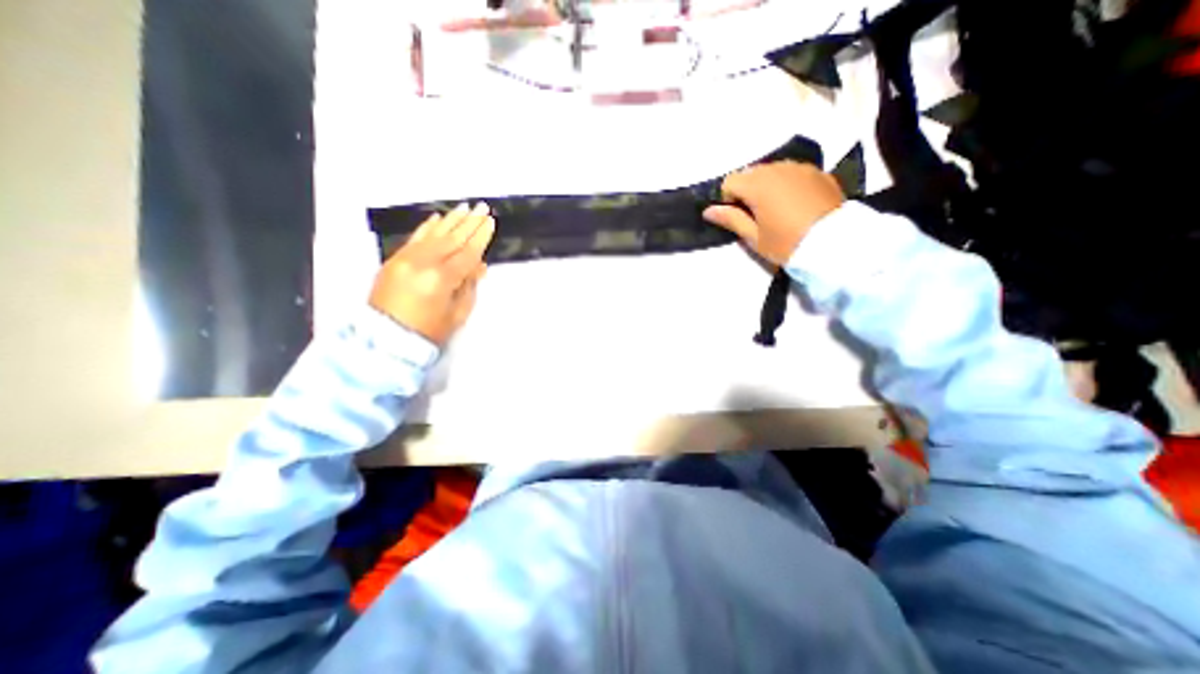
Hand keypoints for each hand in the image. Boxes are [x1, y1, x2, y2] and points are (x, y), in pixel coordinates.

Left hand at [369, 200, 494, 346]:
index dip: (480, 237)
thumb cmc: (429, 332)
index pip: (467, 253)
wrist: (386, 339)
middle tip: (482, 207)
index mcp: (442, 279)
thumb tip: (479, 266)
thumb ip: (469, 286)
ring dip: (452, 220)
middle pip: (452, 238)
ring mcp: (406, 259)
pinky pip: (414, 238)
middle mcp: (423, 263)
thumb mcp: (457, 313)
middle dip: (469, 222)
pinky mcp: (394, 260)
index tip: (490, 222)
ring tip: (465, 207)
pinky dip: (428, 227)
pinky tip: (438, 218)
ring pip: (434, 234)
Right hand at [706, 160, 841, 266]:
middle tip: (758, 216)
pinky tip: (797, 204)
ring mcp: (800, 167)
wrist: (834, 244)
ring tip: (778, 210)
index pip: (730, 181)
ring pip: (772, 171)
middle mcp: (777, 168)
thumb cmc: (787, 243)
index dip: (729, 200)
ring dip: (767, 186)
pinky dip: (787, 184)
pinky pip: (792, 173)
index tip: (740, 218)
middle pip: (751, 173)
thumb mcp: (754, 237)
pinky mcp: (818, 172)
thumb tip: (708, 210)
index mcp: (758, 184)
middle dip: (748, 191)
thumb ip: (730, 219)